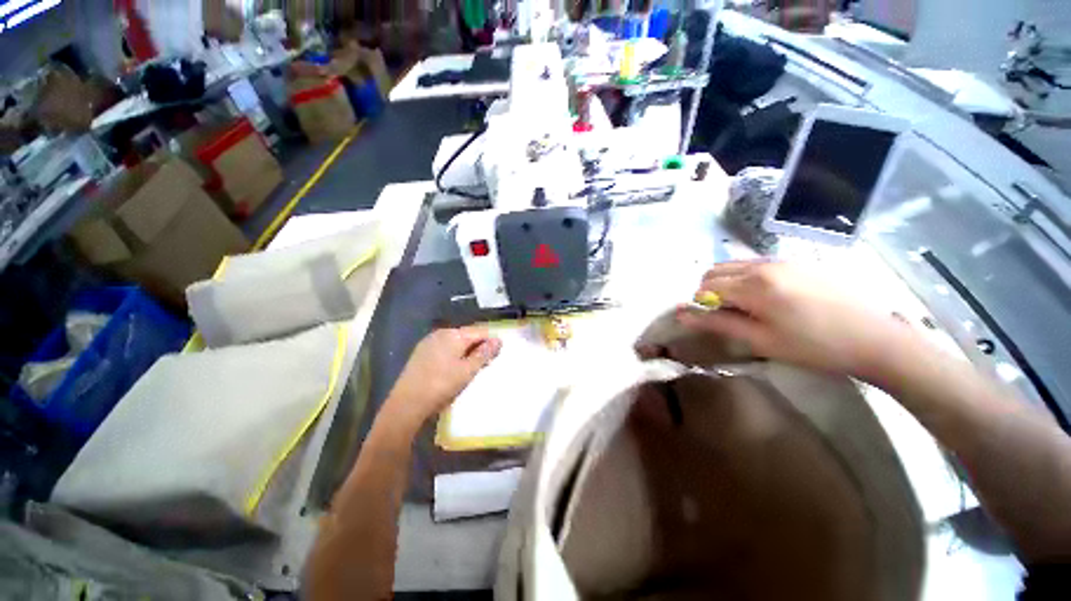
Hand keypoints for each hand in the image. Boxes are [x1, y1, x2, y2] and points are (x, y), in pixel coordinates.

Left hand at [384, 327, 501, 430]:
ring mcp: (429, 342)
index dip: (491, 342)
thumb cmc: (441, 385)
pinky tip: (454, 369)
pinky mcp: (421, 353)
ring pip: (455, 343)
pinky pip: (444, 349)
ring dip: (467, 352)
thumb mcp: (468, 370)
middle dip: (479, 347)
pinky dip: (454, 356)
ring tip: (472, 369)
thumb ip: (484, 353)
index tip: (498, 356)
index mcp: (453, 334)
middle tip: (486, 364)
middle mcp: (441, 333)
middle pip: (467, 336)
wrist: (406, 404)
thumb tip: (498, 340)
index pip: (480, 332)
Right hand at [677, 260, 913, 379]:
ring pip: (734, 265)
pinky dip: (747, 278)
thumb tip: (681, 313)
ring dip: (728, 283)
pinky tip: (768, 298)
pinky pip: (756, 264)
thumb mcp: (759, 340)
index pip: (705, 286)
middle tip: (728, 315)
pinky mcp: (797, 261)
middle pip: (716, 270)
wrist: (875, 338)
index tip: (715, 321)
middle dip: (711, 291)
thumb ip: (716, 323)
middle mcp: (763, 264)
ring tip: (747, 307)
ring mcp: (782, 260)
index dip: (702, 304)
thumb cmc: (813, 346)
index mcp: (753, 284)